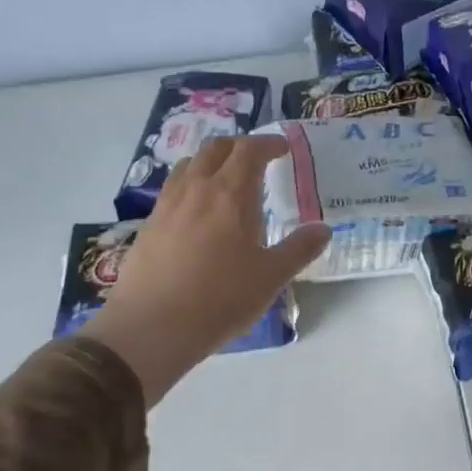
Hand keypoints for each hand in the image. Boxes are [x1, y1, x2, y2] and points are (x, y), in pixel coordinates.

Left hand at [82, 136, 329, 403]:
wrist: (152, 327)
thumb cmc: (221, 298)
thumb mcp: (271, 276)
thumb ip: (300, 249)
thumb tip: (323, 229)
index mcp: (231, 194)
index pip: (250, 150)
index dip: (269, 143)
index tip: (283, 149)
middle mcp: (197, 189)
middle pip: (216, 149)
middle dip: (239, 147)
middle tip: (257, 159)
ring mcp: (167, 205)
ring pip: (189, 165)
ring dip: (211, 162)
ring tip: (226, 180)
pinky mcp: (149, 225)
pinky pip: (173, 189)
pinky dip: (191, 185)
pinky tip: (198, 212)